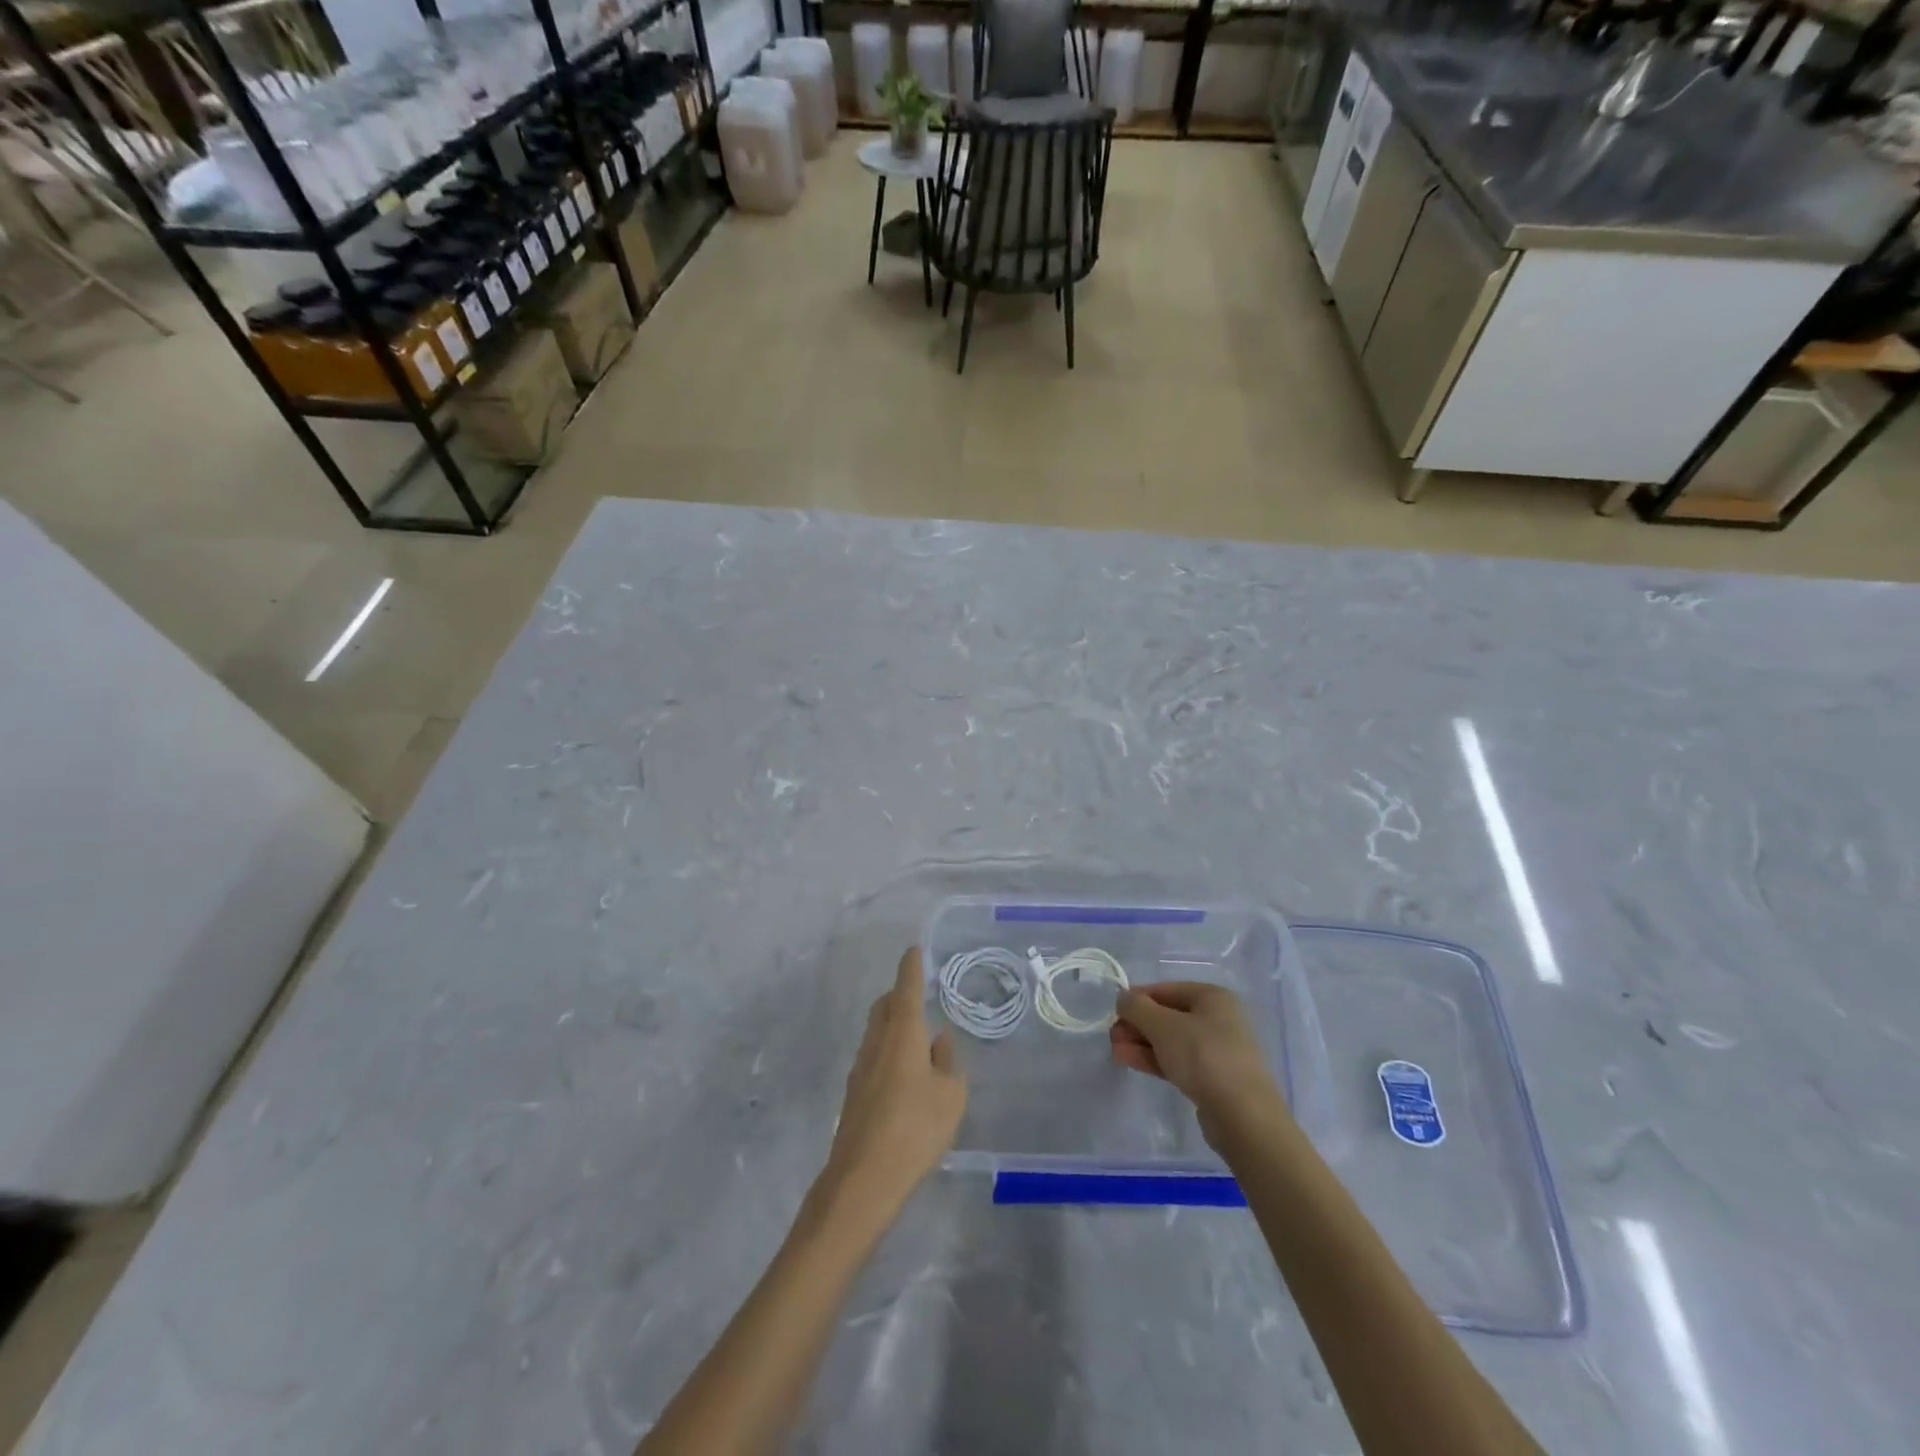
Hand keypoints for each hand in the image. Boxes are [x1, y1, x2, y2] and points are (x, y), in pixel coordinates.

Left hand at [819, 948, 966, 1219]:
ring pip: (877, 1030)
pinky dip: (889, 1050)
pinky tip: (905, 1075)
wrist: (863, 1178)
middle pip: (885, 1005)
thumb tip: (939, 1040)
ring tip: (919, 1040)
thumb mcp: (950, 1096)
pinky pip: (873, 1055)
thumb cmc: (915, 1129)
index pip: (906, 987)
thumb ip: (947, 1062)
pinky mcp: (854, 1092)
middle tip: (921, 998)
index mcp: (903, 1033)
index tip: (914, 950)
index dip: (911, 967)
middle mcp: (877, 1041)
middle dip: (900, 994)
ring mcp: (861, 1067)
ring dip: (894, 1024)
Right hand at [1110, 982, 1285, 1149]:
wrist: (1243, 1116)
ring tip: (1115, 1051)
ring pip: (1171, 1041)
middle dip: (1138, 1024)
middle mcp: (1218, 1019)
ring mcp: (1217, 1050)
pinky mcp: (1214, 1079)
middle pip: (1168, 1015)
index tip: (1114, 1011)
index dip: (1137, 998)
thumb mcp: (1164, 1025)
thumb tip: (1123, 998)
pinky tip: (1130, 1061)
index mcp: (1212, 997)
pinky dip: (1154, 1059)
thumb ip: (1138, 1007)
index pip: (1166, 989)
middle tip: (1112, 1035)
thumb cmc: (1204, 1056)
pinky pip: (1178, 1061)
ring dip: (1142, 1043)